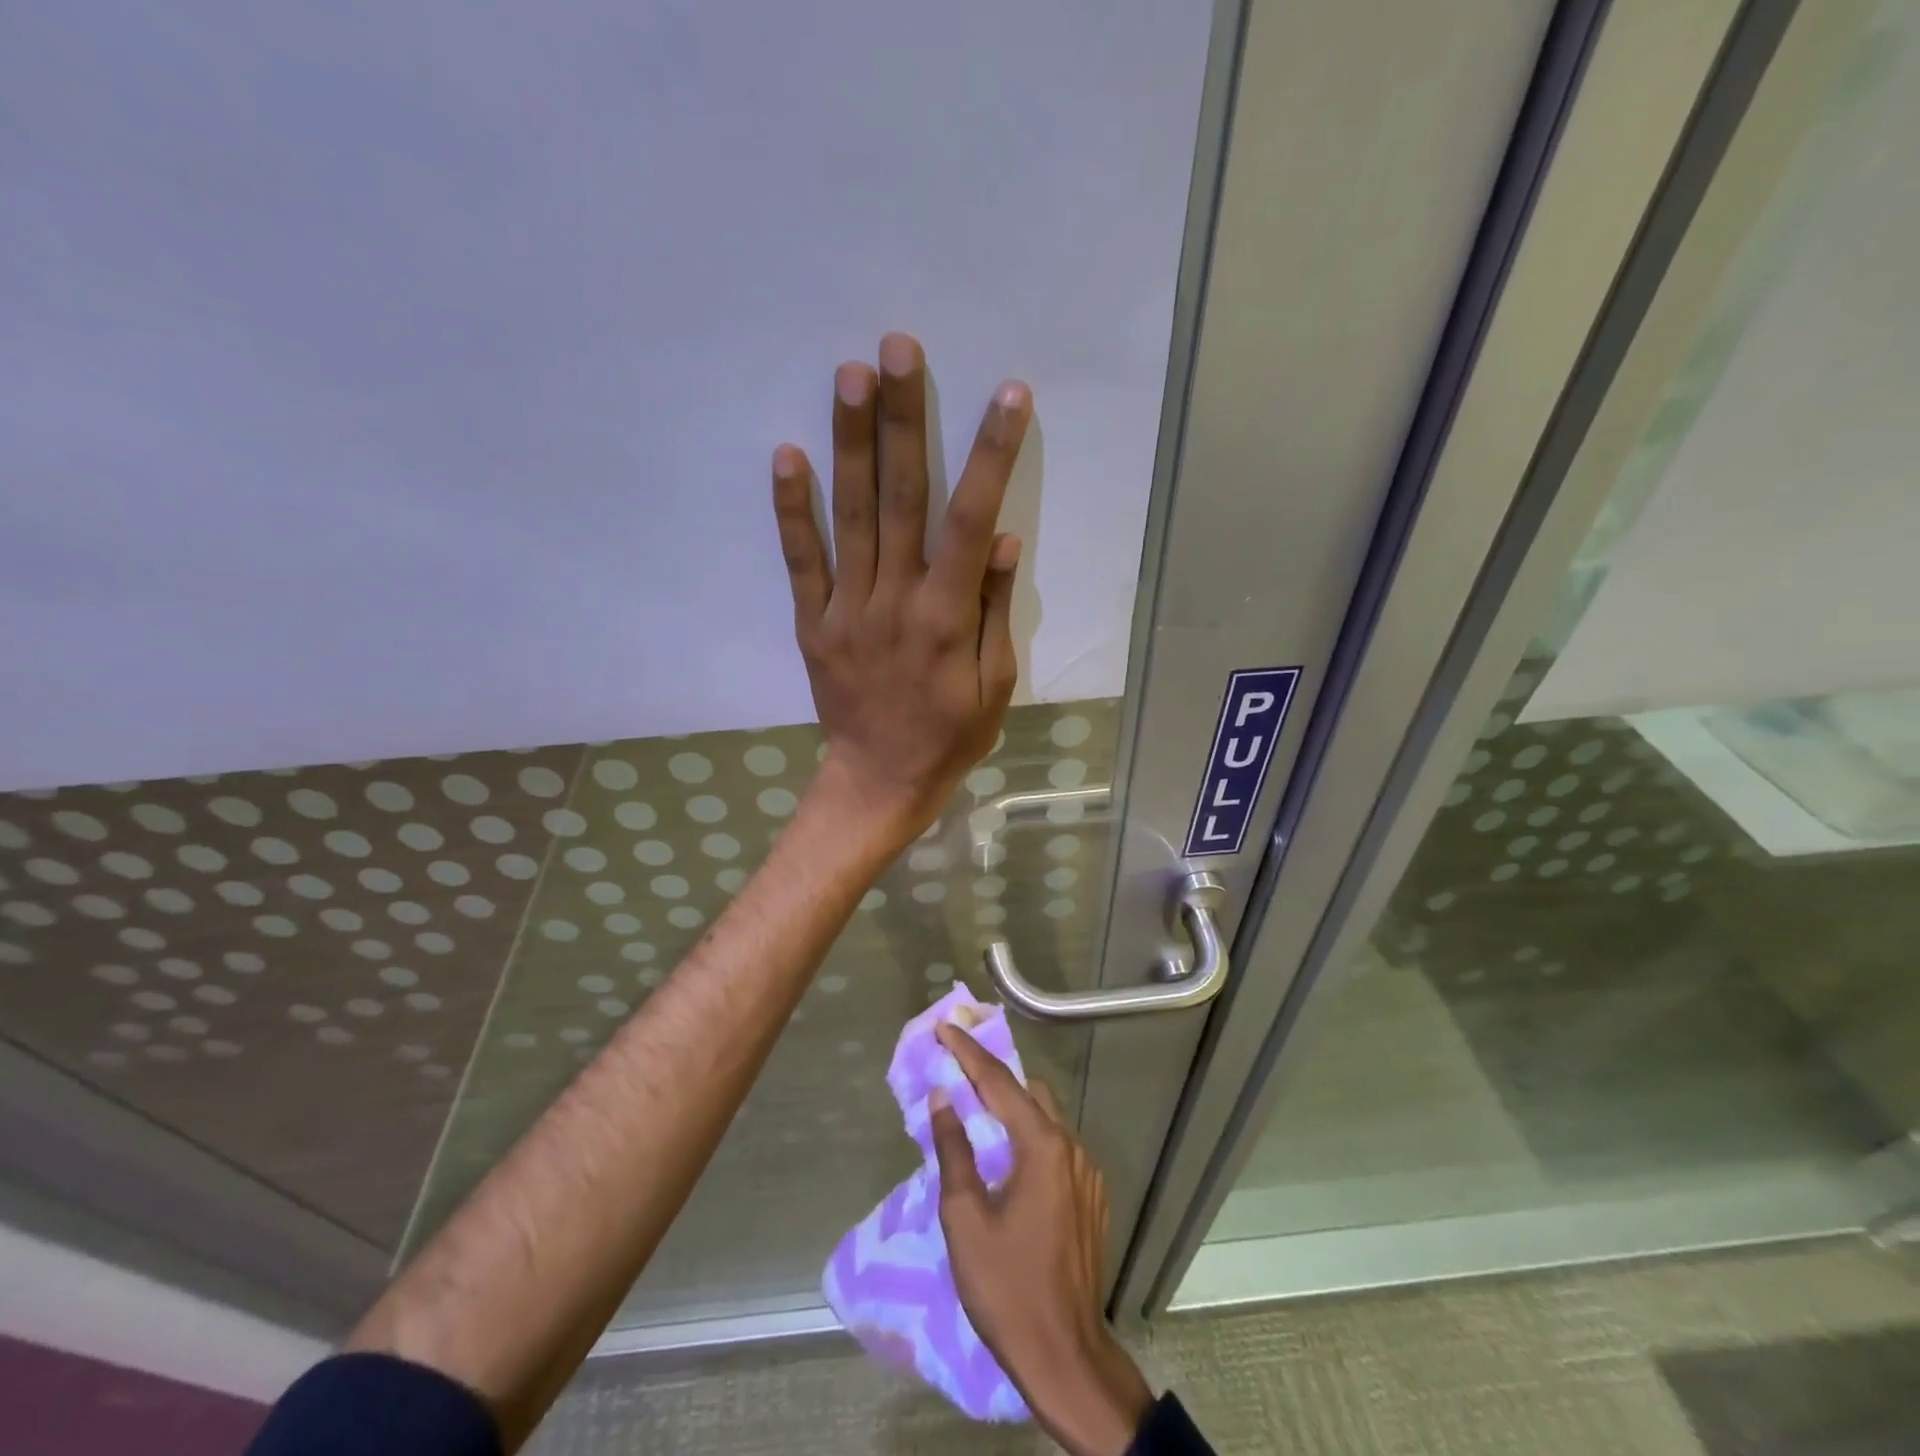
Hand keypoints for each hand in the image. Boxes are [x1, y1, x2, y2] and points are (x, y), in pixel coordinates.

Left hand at [772, 333, 1028, 844]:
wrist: (878, 782)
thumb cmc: (949, 736)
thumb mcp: (995, 687)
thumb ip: (995, 612)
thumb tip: (999, 541)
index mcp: (947, 617)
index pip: (970, 521)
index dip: (990, 455)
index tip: (1006, 395)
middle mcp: (894, 600)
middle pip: (901, 498)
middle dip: (902, 419)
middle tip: (897, 348)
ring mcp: (846, 609)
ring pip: (849, 516)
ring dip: (850, 443)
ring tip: (849, 374)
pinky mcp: (812, 622)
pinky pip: (801, 561)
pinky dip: (792, 510)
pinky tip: (787, 455)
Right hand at [930, 1024, 1154, 1455]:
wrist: (1066, 1355)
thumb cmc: (1006, 1287)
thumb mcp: (965, 1218)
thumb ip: (954, 1150)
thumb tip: (943, 1098)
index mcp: (1042, 1146)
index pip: (998, 1082)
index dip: (967, 1051)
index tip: (944, 1026)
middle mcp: (1070, 1147)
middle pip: (1028, 1092)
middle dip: (992, 1074)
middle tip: (958, 1067)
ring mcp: (1087, 1172)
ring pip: (1046, 1117)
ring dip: (1012, 1106)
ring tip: (977, 1109)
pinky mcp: (1092, 1196)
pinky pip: (1057, 1146)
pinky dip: (1030, 1136)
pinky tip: (1009, 1157)